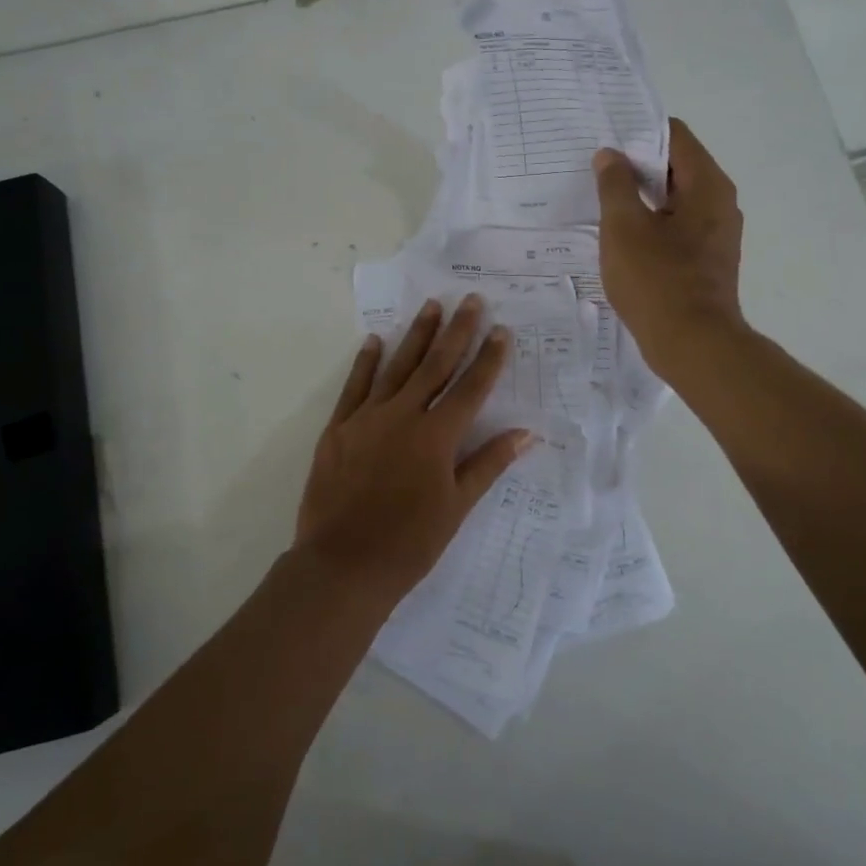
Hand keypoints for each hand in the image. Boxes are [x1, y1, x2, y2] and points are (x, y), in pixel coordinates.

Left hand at [295, 295, 533, 600]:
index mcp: (437, 437)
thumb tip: (526, 433)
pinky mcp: (339, 428)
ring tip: (431, 306)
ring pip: (398, 366)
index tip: (502, 331)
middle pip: (436, 365)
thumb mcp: (456, 507)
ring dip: (417, 335)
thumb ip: (488, 464)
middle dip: (456, 331)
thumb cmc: (409, 543)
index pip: (471, 388)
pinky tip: (375, 339)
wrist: (342, 565)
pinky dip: (366, 362)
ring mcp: (367, 418)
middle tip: (470, 300)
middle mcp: (404, 416)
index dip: (489, 358)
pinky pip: (355, 386)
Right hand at [592, 117, 745, 378]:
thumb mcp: (624, 228)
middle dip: (636, 165)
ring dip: (641, 197)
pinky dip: (651, 223)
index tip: (604, 137)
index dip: (638, 132)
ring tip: (602, 199)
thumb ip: (615, 185)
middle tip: (595, 168)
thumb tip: (610, 156)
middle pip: (676, 166)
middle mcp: (720, 203)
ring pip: (675, 199)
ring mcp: (716, 234)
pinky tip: (620, 236)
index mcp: (707, 185)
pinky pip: (676, 227)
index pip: (674, 136)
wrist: (693, 346)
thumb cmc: (657, 281)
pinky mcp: (707, 260)